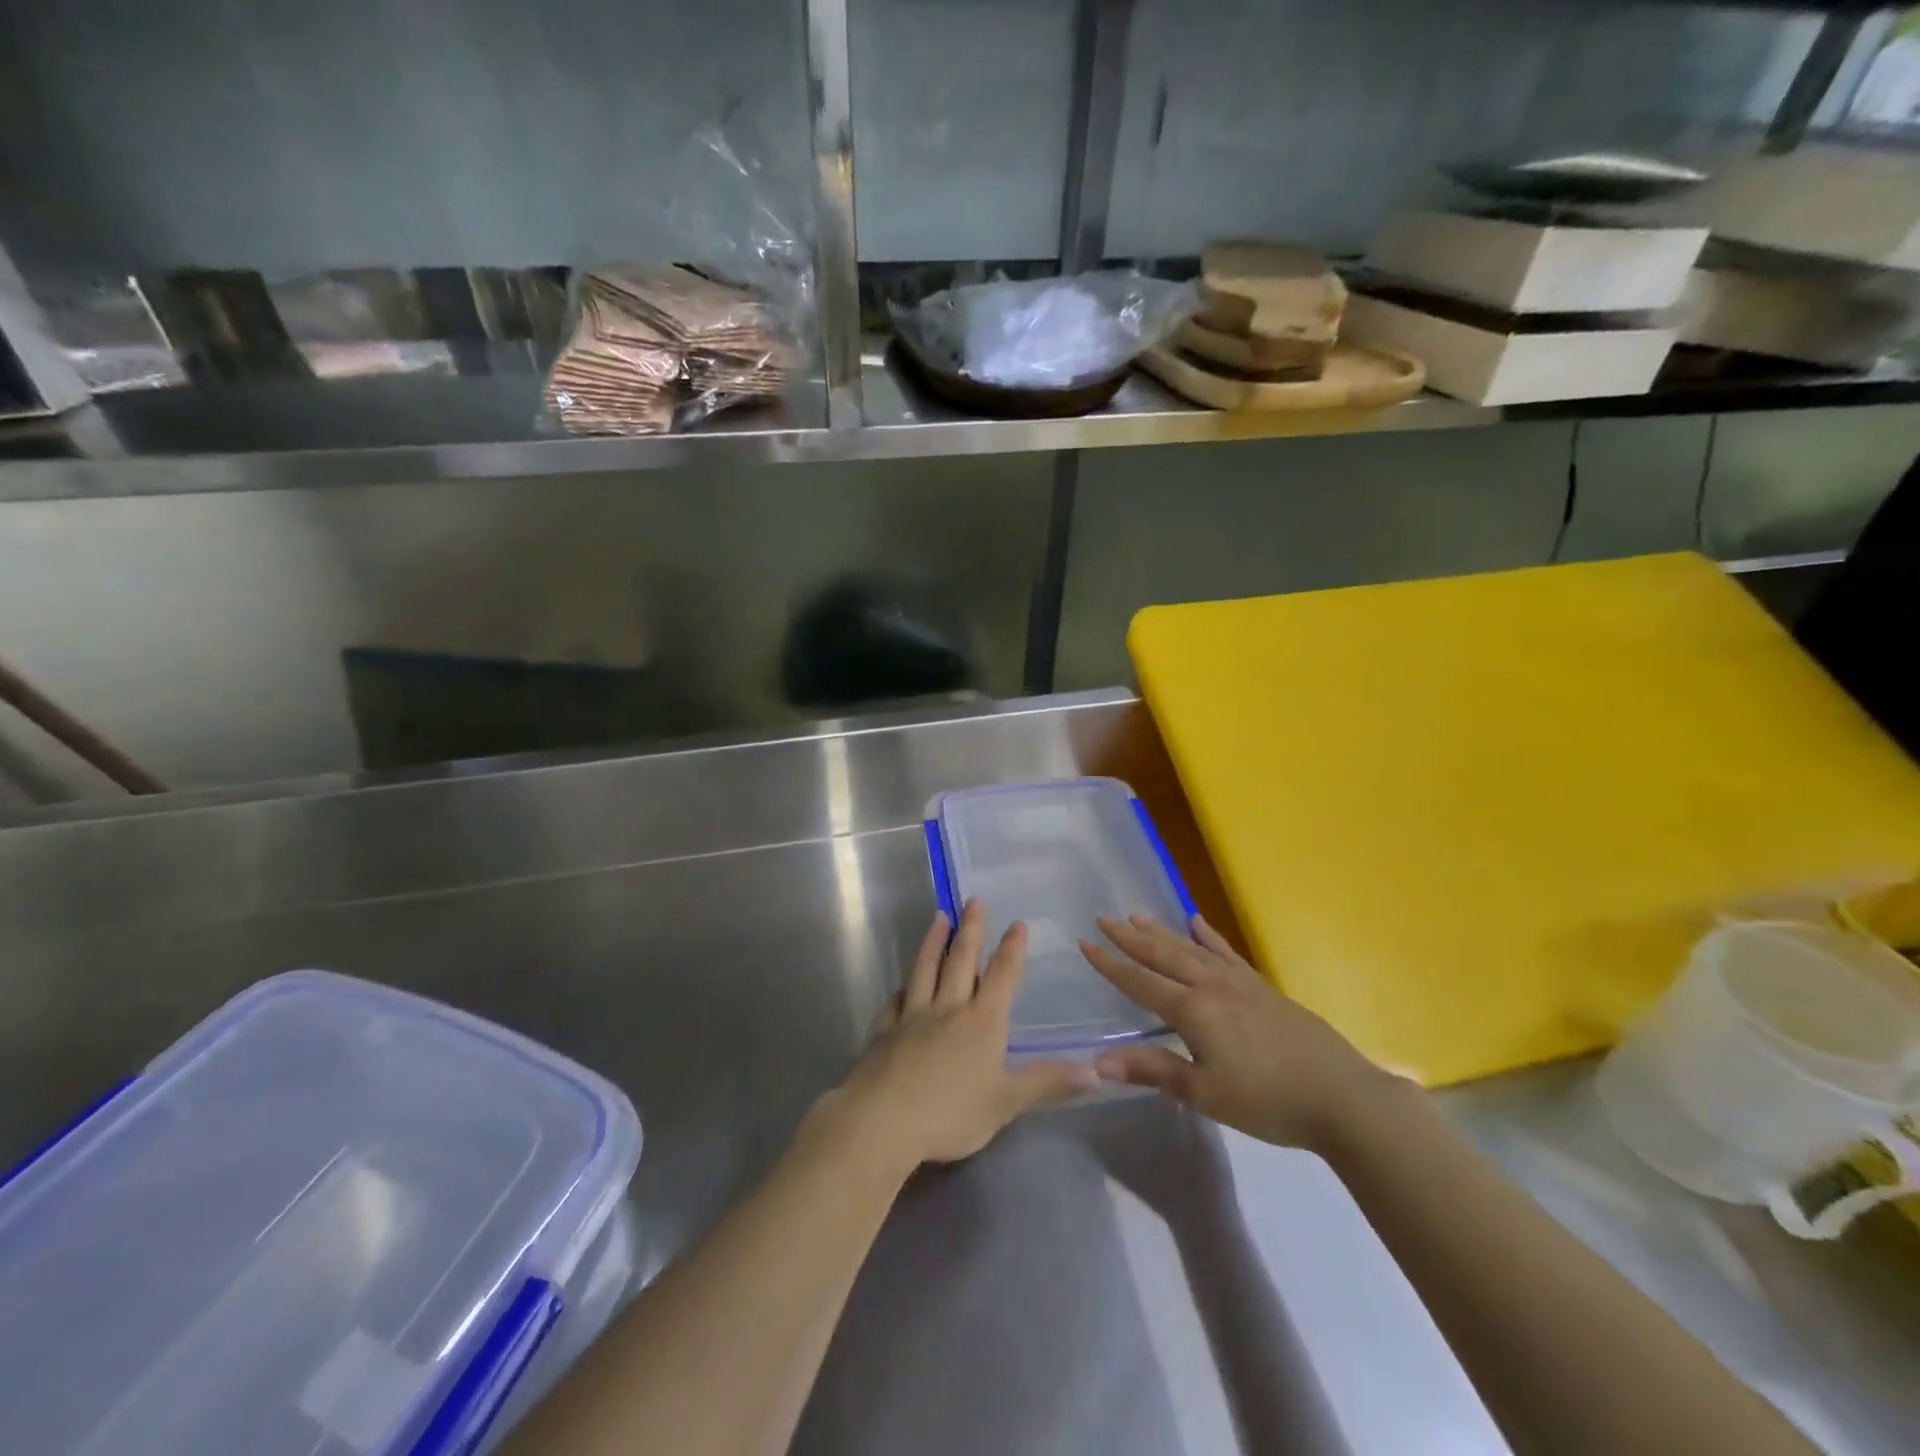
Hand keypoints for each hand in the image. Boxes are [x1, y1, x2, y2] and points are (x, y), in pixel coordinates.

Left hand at [821, 901, 1099, 1169]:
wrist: (883, 1120)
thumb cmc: (951, 1113)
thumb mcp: (1006, 1102)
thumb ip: (1047, 1083)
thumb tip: (1096, 1071)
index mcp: (982, 1022)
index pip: (1001, 977)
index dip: (1011, 950)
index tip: (1017, 923)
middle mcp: (948, 1009)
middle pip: (961, 961)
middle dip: (971, 930)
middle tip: (973, 900)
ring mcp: (912, 1016)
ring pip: (926, 969)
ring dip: (934, 942)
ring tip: (939, 917)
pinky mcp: (884, 1030)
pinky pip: (895, 1000)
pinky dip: (902, 987)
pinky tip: (902, 984)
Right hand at [1079, 913, 1399, 1153]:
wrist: (1341, 1097)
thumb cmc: (1268, 1101)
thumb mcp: (1205, 1094)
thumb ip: (1153, 1071)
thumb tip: (1099, 1061)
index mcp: (1193, 1011)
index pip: (1140, 982)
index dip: (1111, 964)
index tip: (1085, 942)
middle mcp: (1211, 986)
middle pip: (1163, 956)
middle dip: (1131, 938)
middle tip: (1104, 918)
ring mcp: (1239, 983)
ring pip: (1191, 949)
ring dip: (1162, 932)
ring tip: (1138, 915)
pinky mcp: (1262, 987)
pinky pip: (1226, 953)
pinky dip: (1209, 936)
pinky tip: (1197, 922)